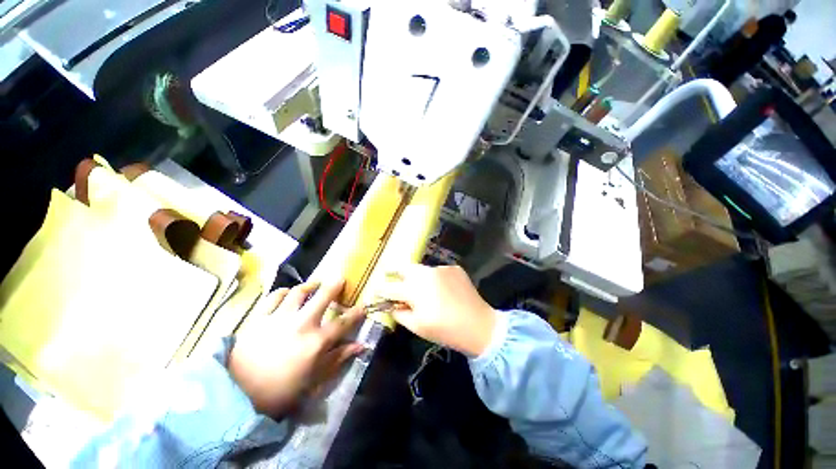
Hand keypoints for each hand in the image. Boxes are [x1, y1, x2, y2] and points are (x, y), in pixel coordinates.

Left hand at [229, 280, 365, 417]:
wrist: (237, 395)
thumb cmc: (280, 392)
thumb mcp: (314, 380)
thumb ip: (338, 359)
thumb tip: (361, 346)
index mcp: (317, 342)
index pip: (343, 323)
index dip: (356, 313)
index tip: (363, 306)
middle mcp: (302, 324)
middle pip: (323, 297)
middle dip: (334, 286)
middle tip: (339, 279)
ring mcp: (279, 318)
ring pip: (298, 292)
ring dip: (310, 285)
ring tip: (315, 283)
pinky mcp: (260, 318)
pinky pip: (273, 297)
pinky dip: (283, 292)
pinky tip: (287, 293)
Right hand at [376, 265, 495, 356]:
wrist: (479, 324)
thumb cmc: (445, 329)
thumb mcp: (417, 326)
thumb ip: (400, 313)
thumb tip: (391, 305)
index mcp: (414, 289)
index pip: (390, 287)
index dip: (381, 289)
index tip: (376, 290)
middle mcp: (425, 273)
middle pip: (404, 268)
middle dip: (394, 270)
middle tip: (388, 272)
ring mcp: (441, 268)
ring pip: (422, 269)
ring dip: (417, 276)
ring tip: (421, 288)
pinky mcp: (454, 268)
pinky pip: (438, 271)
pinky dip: (435, 278)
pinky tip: (441, 289)